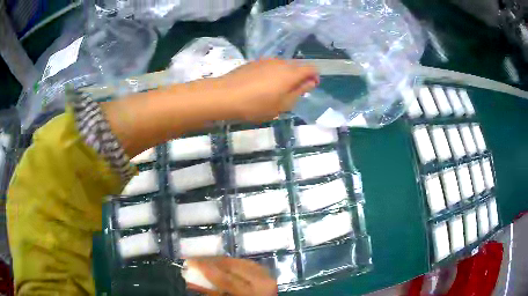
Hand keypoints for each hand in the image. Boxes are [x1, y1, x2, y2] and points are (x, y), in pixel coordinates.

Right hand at [186, 257, 277, 295]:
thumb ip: (211, 292)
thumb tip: (190, 281)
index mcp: (252, 292)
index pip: (226, 279)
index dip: (206, 269)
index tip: (190, 261)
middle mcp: (262, 280)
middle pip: (232, 265)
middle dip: (210, 260)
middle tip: (194, 258)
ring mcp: (266, 274)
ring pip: (238, 261)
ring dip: (219, 260)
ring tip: (203, 260)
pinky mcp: (265, 271)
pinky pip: (245, 263)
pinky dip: (231, 263)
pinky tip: (220, 263)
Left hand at [217, 59, 318, 122]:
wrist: (224, 95)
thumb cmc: (256, 105)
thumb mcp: (282, 105)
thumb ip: (299, 92)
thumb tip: (310, 82)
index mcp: (290, 72)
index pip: (310, 68)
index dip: (314, 77)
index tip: (309, 88)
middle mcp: (280, 62)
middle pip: (297, 66)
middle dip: (299, 77)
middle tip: (292, 94)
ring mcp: (266, 60)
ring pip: (283, 66)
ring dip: (285, 76)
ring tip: (276, 91)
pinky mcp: (253, 62)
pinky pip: (270, 66)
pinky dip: (273, 74)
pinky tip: (262, 86)